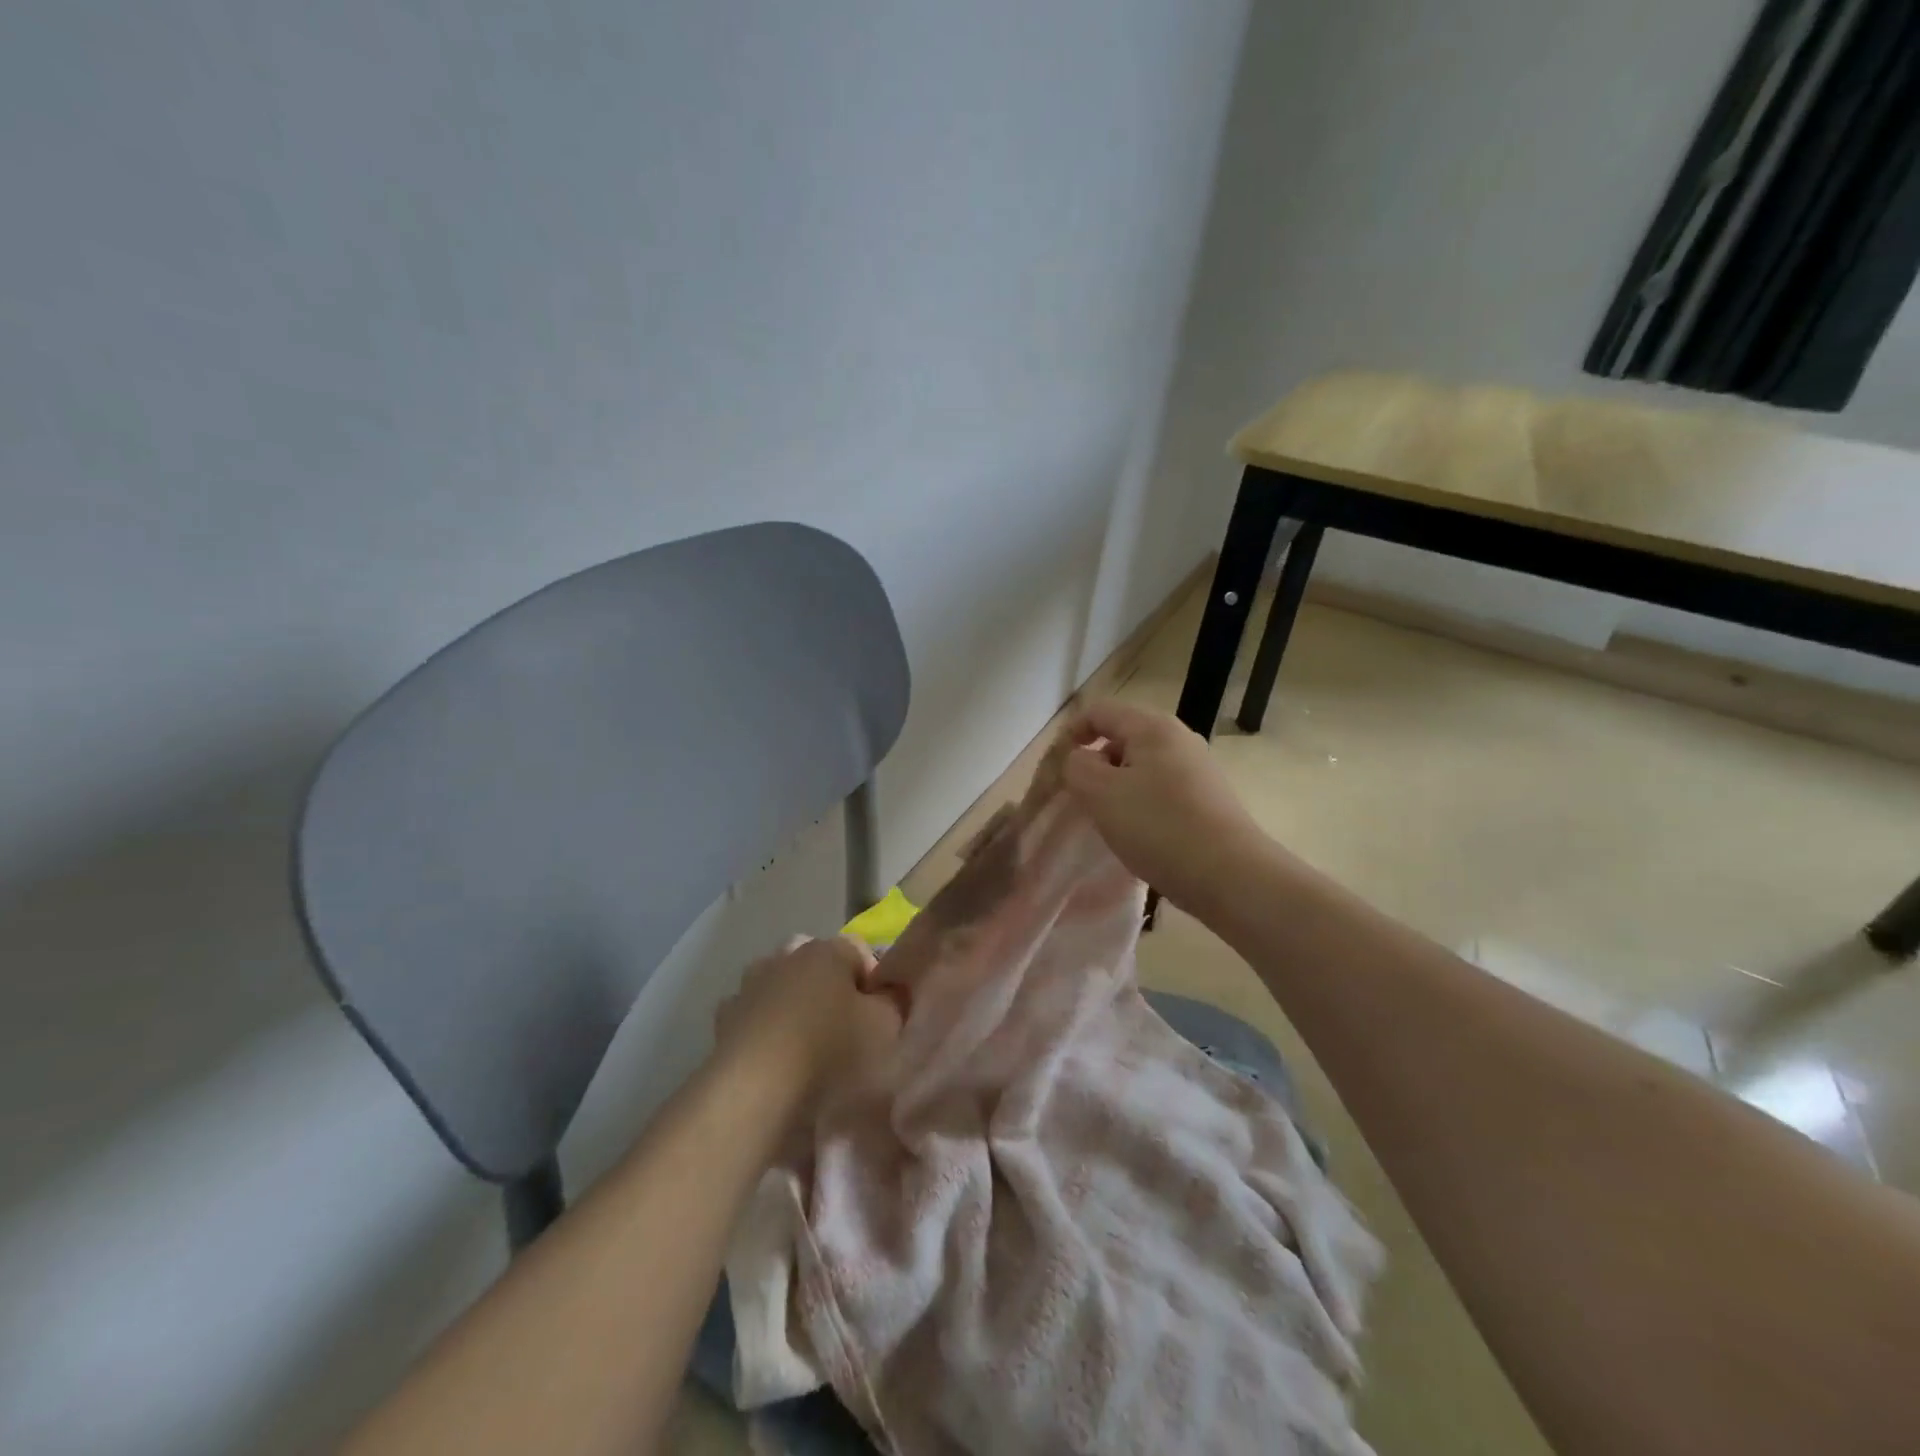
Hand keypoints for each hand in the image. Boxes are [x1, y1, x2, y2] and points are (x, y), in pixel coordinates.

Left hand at [713, 934, 906, 1113]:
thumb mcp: (886, 1026)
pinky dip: (765, 1032)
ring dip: (795, 1007)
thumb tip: (888, 992)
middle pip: (819, 967)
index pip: (860, 952)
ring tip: (807, 1049)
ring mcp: (749, 986)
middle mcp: (785, 956)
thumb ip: (893, 1001)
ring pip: (783, 989)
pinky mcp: (723, 1020)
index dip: (875, 983)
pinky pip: (755, 1019)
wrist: (755, 1091)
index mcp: (825, 950)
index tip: (880, 1017)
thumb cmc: (830, 1050)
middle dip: (832, 991)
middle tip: (846, 1031)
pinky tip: (775, 1062)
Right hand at [1062, 699, 1270, 914]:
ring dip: (1116, 788)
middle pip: (1120, 738)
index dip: (1070, 734)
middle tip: (1080, 800)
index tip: (1056, 770)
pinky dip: (1140, 805)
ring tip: (1108, 822)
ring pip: (1140, 767)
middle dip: (1094, 765)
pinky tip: (1139, 835)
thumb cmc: (1159, 827)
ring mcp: (1197, 769)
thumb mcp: (1100, 793)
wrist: (1230, 876)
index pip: (1098, 712)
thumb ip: (1076, 767)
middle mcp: (1178, 739)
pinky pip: (1160, 790)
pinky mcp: (1207, 799)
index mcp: (1152, 727)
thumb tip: (1081, 760)